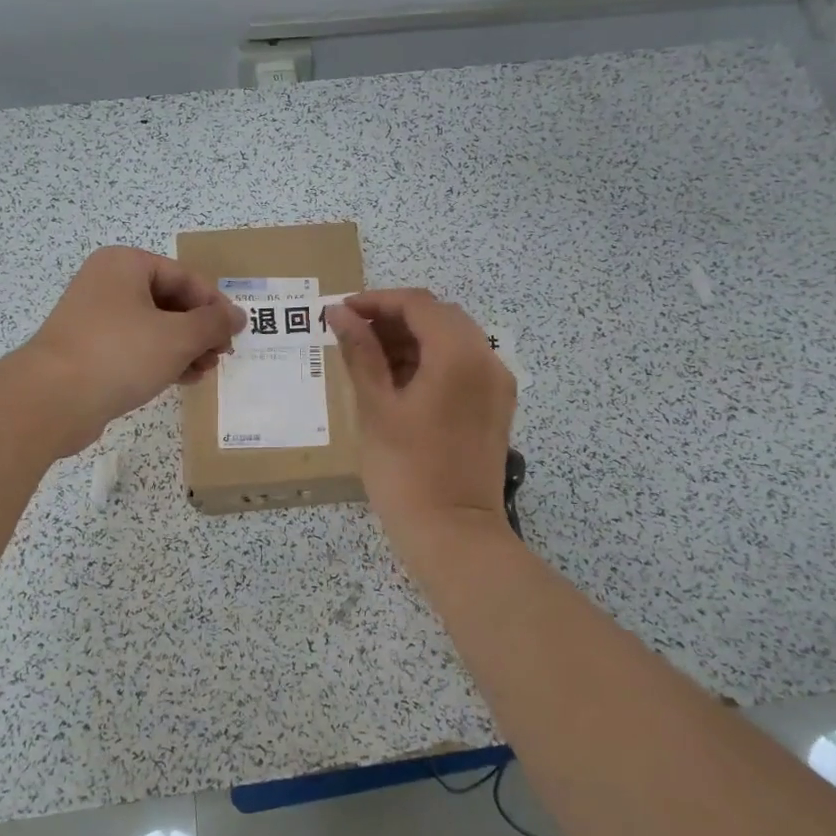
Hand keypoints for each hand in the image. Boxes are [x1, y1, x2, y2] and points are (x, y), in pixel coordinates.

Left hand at [19, 247, 244, 453]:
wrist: (52, 400)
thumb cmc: (120, 354)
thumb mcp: (178, 336)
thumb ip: (213, 323)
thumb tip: (238, 317)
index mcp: (125, 264)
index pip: (185, 277)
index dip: (215, 305)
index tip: (235, 333)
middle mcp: (107, 283)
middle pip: (170, 301)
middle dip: (200, 330)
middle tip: (221, 355)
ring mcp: (95, 318)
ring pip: (154, 327)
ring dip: (184, 348)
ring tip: (205, 371)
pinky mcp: (90, 350)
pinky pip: (135, 348)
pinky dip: (161, 360)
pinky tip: (182, 380)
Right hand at [328, 289, 515, 534]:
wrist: (454, 534)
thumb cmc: (406, 470)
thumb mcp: (376, 407)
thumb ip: (360, 352)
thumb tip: (338, 314)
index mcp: (459, 355)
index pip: (417, 304)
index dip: (376, 301)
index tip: (341, 312)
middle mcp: (487, 360)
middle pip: (439, 317)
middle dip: (394, 318)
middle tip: (352, 334)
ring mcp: (497, 385)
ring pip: (452, 339)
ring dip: (412, 339)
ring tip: (369, 358)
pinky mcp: (495, 407)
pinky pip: (463, 365)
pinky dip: (431, 361)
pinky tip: (398, 380)